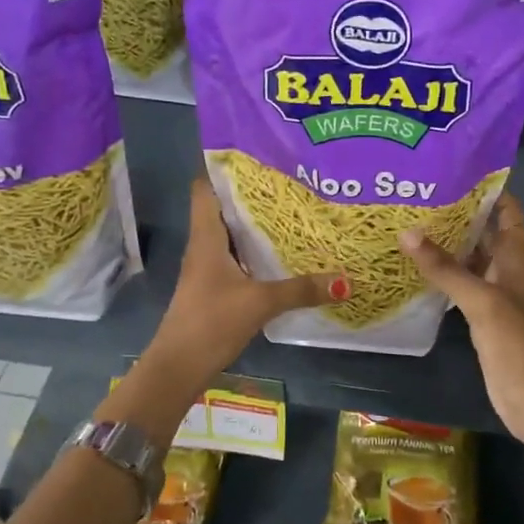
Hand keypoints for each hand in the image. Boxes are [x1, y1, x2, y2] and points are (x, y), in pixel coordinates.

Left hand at [148, 177, 345, 381]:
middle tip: (288, 181)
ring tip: (291, 212)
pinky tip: (280, 255)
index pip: (205, 188)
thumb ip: (301, 290)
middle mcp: (203, 246)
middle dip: (251, 196)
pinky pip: (235, 259)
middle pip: (223, 209)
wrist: (178, 367)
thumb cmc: (212, 321)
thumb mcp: (260, 302)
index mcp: (206, 237)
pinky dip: (254, 252)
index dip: (224, 169)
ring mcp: (206, 269)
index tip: (256, 156)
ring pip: (230, 236)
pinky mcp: (213, 289)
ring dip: (254, 225)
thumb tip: (345, 280)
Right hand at [400, 194, 523, 460]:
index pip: (508, 212)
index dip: (490, 190)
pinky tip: (414, 269)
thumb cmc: (516, 343)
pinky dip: (442, 275)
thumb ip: (445, 268)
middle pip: (485, 233)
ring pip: (470, 260)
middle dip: (458, 215)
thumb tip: (407, 233)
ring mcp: (494, 296)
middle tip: (418, 196)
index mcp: (516, 259)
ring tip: (408, 223)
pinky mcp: (481, 319)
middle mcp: (506, 271)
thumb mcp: (481, 301)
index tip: (456, 171)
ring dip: (447, 245)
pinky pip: (460, 287)